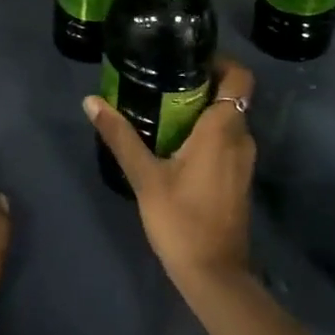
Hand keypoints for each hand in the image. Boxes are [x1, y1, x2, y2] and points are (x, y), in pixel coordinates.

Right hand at [83, 58, 255, 288]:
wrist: (214, 275)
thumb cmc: (180, 220)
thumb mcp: (144, 177)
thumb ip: (120, 136)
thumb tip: (91, 101)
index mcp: (223, 130)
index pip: (240, 77)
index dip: (220, 61)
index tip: (188, 59)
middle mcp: (241, 139)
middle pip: (230, 96)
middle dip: (201, 85)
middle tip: (163, 81)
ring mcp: (243, 161)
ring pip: (227, 121)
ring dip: (202, 111)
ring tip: (163, 109)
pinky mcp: (238, 179)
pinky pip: (226, 141)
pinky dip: (206, 134)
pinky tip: (174, 144)